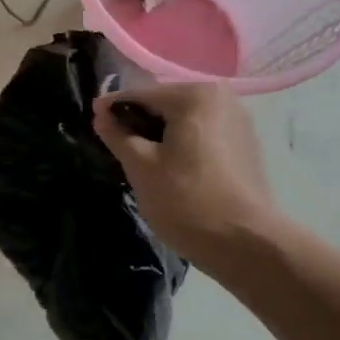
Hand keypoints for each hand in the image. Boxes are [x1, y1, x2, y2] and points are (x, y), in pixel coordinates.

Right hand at [92, 82, 279, 267]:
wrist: (246, 244)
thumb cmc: (187, 200)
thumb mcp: (141, 167)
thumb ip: (118, 135)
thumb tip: (101, 114)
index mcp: (195, 95)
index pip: (141, 95)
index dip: (113, 109)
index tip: (92, 122)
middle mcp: (222, 98)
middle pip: (165, 105)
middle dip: (138, 123)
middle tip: (115, 146)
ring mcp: (238, 122)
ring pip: (184, 122)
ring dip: (160, 136)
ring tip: (139, 160)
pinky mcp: (245, 146)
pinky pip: (202, 136)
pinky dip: (182, 145)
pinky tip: (170, 169)